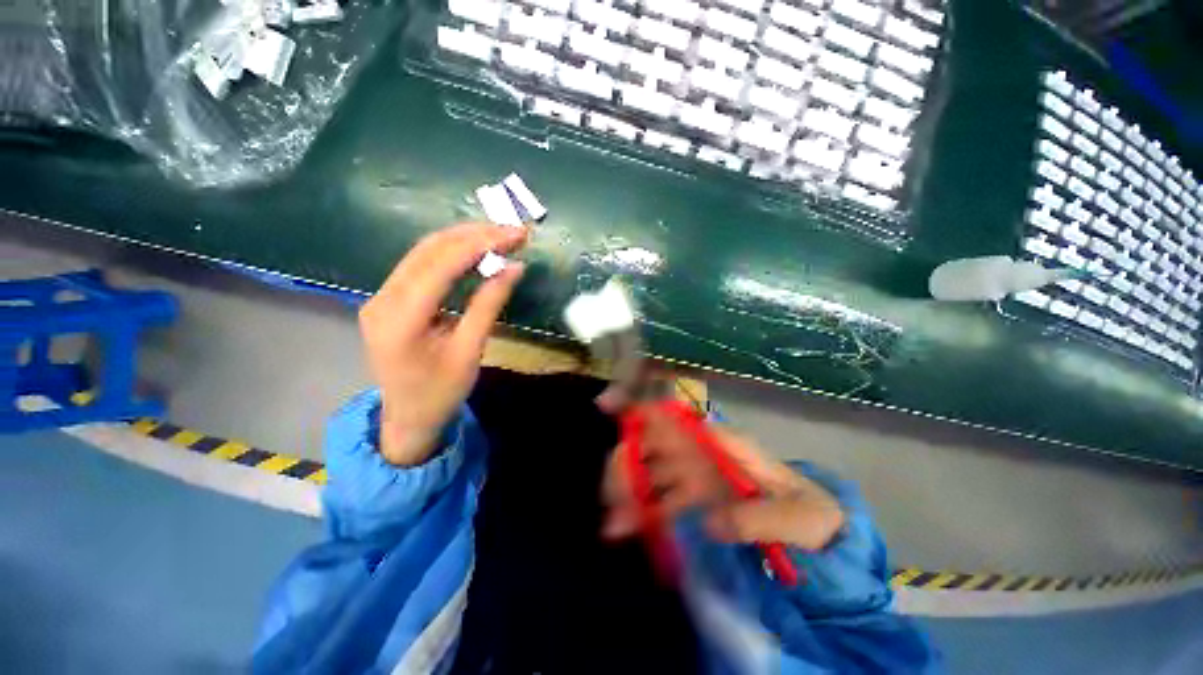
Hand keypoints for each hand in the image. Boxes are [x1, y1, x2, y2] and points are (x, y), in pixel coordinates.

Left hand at [360, 223, 527, 465]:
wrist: (407, 418)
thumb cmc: (441, 392)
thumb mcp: (470, 352)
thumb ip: (489, 305)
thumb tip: (514, 268)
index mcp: (400, 318)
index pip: (441, 264)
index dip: (480, 244)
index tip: (515, 235)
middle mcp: (382, 298)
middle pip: (429, 250)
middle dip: (474, 235)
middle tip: (513, 231)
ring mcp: (381, 296)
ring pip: (423, 252)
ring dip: (464, 239)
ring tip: (500, 236)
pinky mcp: (389, 299)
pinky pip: (421, 265)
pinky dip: (452, 254)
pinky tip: (476, 251)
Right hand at [601, 406, 845, 550]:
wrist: (820, 531)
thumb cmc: (810, 512)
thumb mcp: (797, 516)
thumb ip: (759, 518)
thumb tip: (709, 523)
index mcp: (723, 442)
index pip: (677, 414)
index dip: (641, 405)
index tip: (607, 404)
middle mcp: (702, 452)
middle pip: (653, 443)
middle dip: (627, 458)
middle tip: (612, 488)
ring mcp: (694, 476)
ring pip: (650, 471)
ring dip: (627, 490)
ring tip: (612, 518)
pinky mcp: (692, 500)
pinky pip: (658, 501)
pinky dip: (639, 511)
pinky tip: (621, 528)